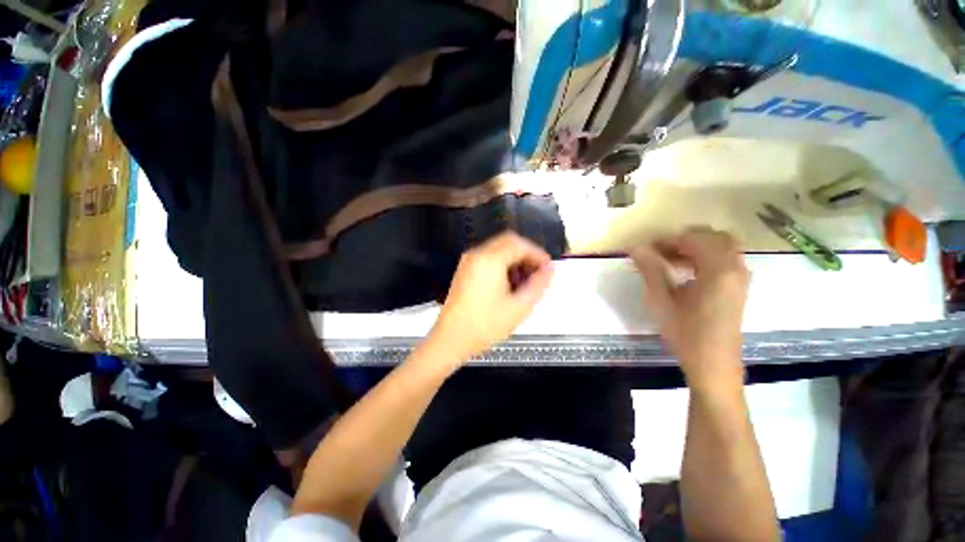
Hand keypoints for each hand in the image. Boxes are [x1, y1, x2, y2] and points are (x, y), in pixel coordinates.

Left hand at [428, 231, 553, 361]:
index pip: (520, 244)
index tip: (547, 268)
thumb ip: (538, 285)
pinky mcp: (465, 270)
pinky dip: (503, 264)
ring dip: (515, 259)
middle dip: (527, 254)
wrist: (451, 340)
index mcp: (490, 260)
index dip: (538, 254)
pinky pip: (488, 258)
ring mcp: (468, 262)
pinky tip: (509, 284)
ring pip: (498, 249)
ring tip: (526, 281)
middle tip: (538, 272)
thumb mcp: (518, 307)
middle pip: (508, 241)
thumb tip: (550, 271)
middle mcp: (477, 255)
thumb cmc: (483, 326)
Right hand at [631, 227, 749, 390]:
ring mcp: (741, 276)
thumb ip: (651, 270)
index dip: (667, 240)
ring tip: (669, 261)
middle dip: (683, 239)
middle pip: (711, 236)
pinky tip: (685, 271)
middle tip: (658, 253)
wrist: (714, 364)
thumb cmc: (686, 334)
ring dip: (694, 247)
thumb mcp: (662, 301)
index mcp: (718, 270)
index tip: (645, 250)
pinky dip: (704, 256)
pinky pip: (724, 258)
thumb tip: (636, 247)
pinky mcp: (739, 285)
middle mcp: (736, 267)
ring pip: (720, 245)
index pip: (693, 238)